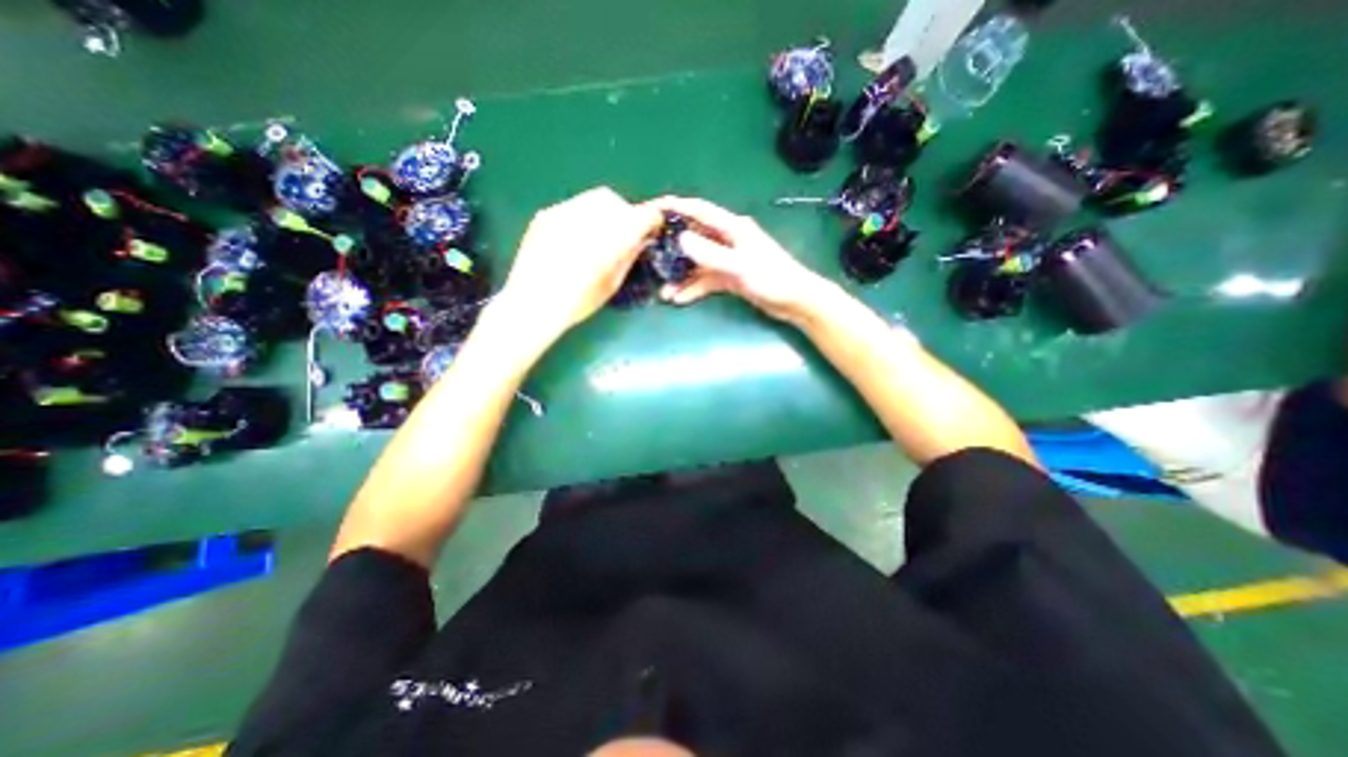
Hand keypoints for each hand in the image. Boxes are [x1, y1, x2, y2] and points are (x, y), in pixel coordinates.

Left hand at [494, 187, 661, 340]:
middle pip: (617, 203)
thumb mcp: (612, 283)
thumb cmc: (578, 301)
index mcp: (613, 238)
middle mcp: (590, 217)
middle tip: (622, 235)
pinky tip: (576, 238)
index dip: (650, 222)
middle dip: (625, 215)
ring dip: (604, 213)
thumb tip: (640, 240)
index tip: (650, 231)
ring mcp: (565, 212)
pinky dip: (583, 217)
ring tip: (599, 236)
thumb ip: (629, 256)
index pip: (643, 216)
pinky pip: (573, 207)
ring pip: (594, 200)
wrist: (533, 303)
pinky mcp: (546, 214)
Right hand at [649, 194, 826, 323]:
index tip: (654, 208)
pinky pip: (707, 280)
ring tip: (664, 290)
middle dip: (673, 247)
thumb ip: (711, 254)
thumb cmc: (772, 278)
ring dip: (682, 276)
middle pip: (695, 238)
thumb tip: (681, 240)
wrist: (795, 301)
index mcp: (733, 228)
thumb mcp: (740, 266)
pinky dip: (694, 288)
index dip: (678, 207)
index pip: (701, 211)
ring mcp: (729, 259)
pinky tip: (680, 299)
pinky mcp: (731, 277)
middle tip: (650, 254)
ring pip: (699, 263)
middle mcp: (729, 240)